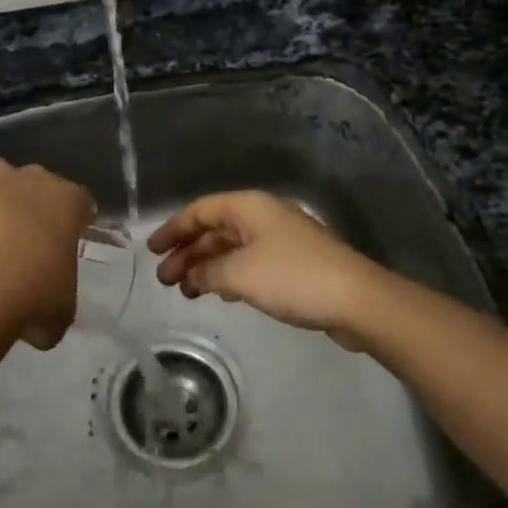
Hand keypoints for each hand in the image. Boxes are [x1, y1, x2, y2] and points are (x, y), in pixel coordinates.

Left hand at [0, 152, 94, 348]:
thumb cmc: (35, 295)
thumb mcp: (62, 309)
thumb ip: (60, 304)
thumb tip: (46, 324)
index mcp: (71, 204)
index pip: (79, 200)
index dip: (69, 216)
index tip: (59, 236)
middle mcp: (38, 179)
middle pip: (35, 180)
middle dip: (26, 199)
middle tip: (14, 233)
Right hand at [149, 190, 380, 344]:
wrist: (356, 300)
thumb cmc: (292, 277)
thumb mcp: (239, 274)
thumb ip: (208, 272)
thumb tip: (192, 276)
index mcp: (248, 207)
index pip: (200, 210)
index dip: (173, 229)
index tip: (151, 250)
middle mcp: (262, 217)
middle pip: (214, 229)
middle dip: (187, 253)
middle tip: (164, 279)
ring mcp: (279, 240)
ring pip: (231, 248)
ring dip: (205, 267)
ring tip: (185, 291)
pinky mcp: (292, 264)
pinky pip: (248, 263)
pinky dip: (228, 275)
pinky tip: (218, 293)